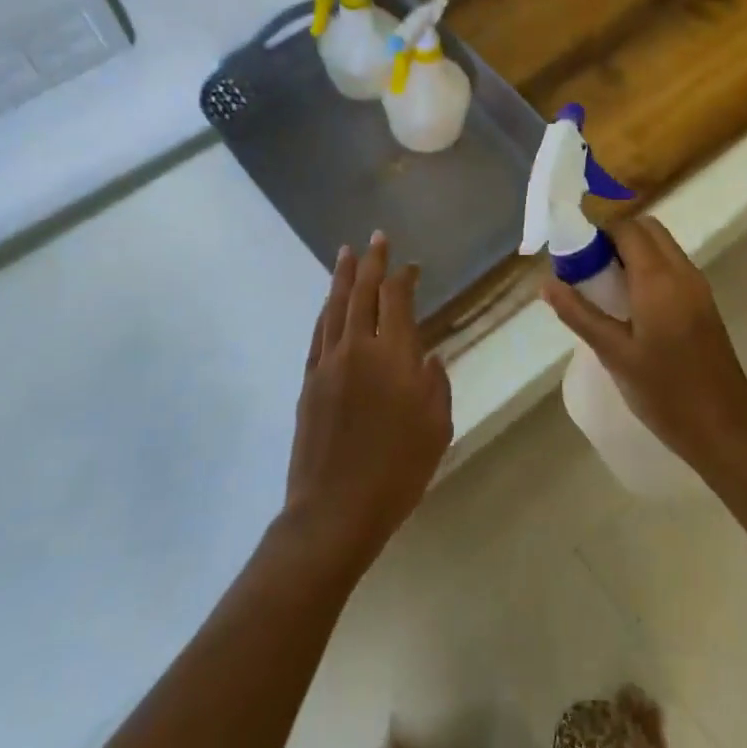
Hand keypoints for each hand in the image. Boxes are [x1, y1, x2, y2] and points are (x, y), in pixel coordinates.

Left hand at [282, 233, 452, 574]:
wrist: (335, 509)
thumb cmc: (397, 472)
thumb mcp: (437, 429)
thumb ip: (436, 384)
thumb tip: (427, 357)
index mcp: (394, 357)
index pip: (397, 300)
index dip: (404, 277)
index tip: (412, 266)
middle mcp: (358, 348)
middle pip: (363, 292)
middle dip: (371, 262)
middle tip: (377, 238)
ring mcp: (328, 363)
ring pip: (335, 307)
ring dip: (342, 277)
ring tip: (347, 253)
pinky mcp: (309, 381)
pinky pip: (318, 332)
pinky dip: (326, 310)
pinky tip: (329, 302)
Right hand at [541, 216, 746, 476]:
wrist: (723, 430)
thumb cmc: (664, 391)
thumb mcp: (613, 353)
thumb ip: (578, 313)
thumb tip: (546, 283)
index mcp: (659, 279)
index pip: (626, 228)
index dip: (597, 229)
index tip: (572, 247)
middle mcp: (683, 273)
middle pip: (648, 229)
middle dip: (615, 235)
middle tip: (587, 264)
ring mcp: (699, 288)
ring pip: (663, 247)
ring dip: (633, 250)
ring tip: (603, 282)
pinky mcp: (705, 305)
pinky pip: (673, 267)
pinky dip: (649, 267)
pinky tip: (629, 302)